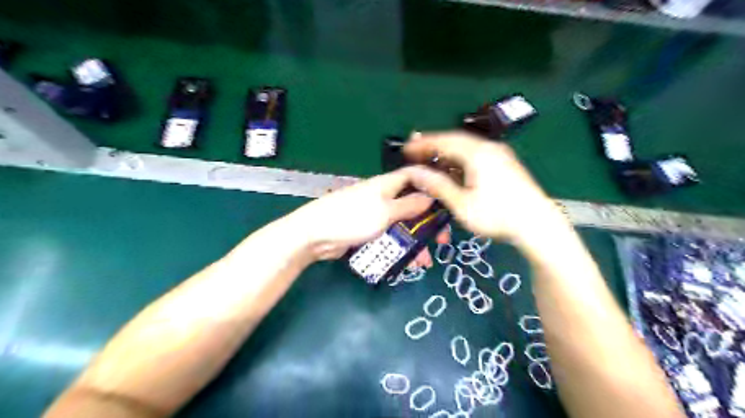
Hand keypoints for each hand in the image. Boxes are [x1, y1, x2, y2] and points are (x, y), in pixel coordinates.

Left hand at [286, 169, 436, 261]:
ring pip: (402, 225)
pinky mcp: (367, 230)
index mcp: (387, 185)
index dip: (431, 185)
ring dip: (415, 241)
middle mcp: (383, 197)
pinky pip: (389, 237)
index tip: (447, 202)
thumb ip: (408, 205)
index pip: (414, 177)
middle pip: (412, 205)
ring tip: (425, 261)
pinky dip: (399, 248)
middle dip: (428, 223)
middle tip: (442, 240)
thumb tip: (429, 196)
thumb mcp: (385, 211)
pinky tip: (408, 263)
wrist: (315, 235)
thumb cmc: (352, 218)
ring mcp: (374, 215)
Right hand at [405, 133, 568, 245]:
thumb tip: (415, 173)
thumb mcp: (462, 204)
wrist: (538, 225)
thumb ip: (438, 185)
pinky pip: (476, 156)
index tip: (406, 147)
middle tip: (415, 152)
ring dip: (447, 153)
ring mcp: (500, 155)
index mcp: (477, 154)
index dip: (423, 143)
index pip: (444, 141)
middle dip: (434, 146)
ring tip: (430, 161)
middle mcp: (489, 148)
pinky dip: (460, 160)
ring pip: (466, 148)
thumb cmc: (497, 215)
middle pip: (455, 141)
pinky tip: (454, 171)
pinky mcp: (505, 164)